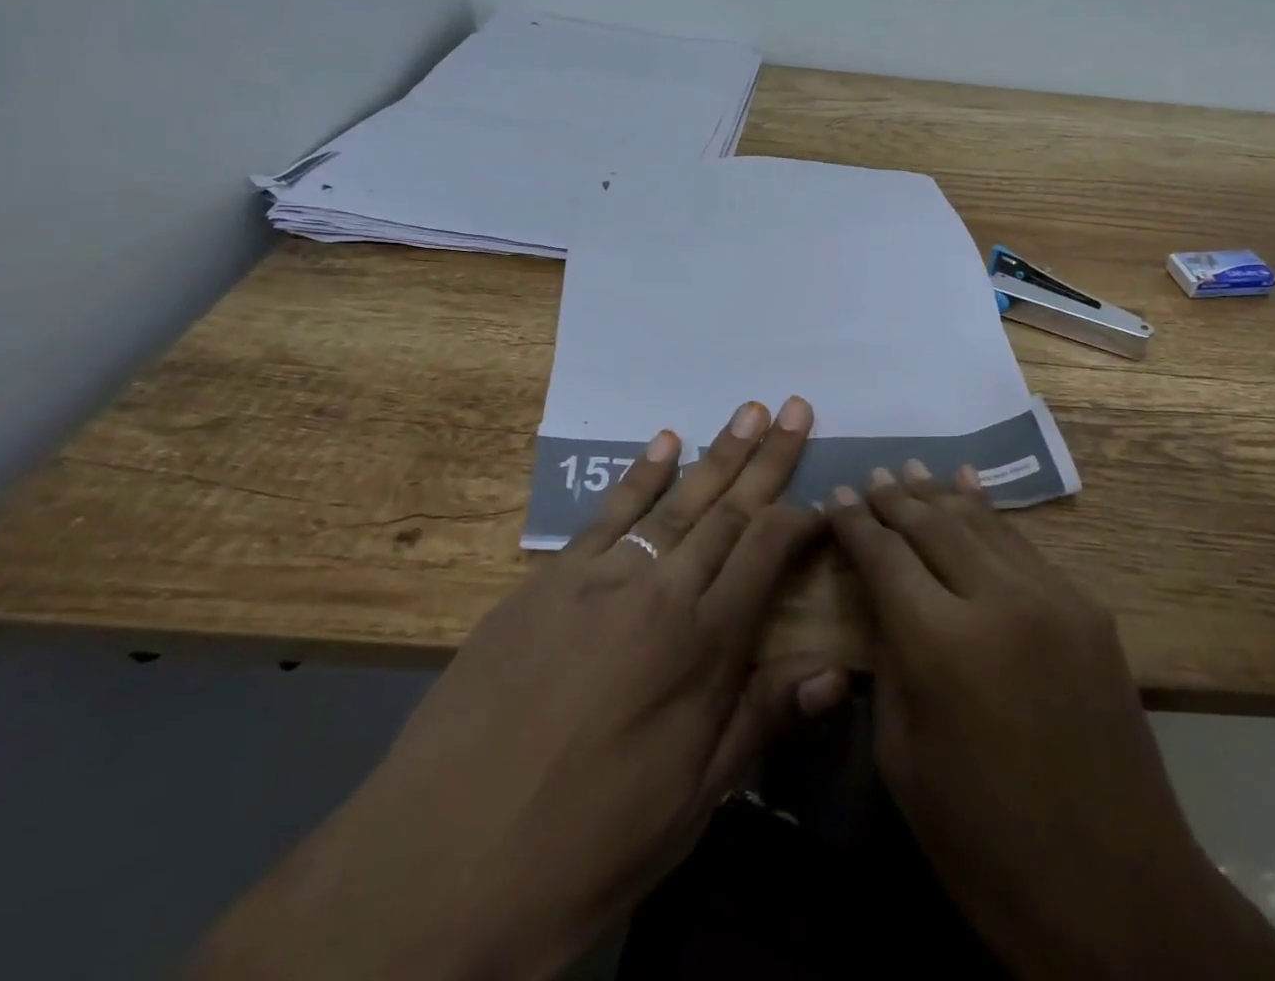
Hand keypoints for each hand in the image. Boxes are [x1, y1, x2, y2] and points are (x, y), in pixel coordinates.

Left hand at [186, 396, 846, 980]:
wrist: (439, 868)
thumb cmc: (588, 843)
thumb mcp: (693, 800)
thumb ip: (763, 720)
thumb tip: (835, 671)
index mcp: (703, 644)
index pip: (768, 551)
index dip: (803, 519)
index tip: (827, 499)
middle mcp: (660, 591)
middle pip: (729, 509)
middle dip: (770, 457)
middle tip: (796, 407)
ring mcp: (600, 578)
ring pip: (676, 500)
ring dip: (718, 452)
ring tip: (751, 411)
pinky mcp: (547, 581)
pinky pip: (607, 514)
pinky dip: (640, 474)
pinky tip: (665, 441)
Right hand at [828, 463, 1274, 980]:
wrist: (1117, 892)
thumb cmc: (984, 843)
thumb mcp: (903, 757)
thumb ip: (888, 659)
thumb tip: (880, 597)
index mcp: (941, 644)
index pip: (885, 555)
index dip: (855, 523)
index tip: (834, 496)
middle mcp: (998, 600)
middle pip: (933, 524)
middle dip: (895, 498)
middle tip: (869, 477)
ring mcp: (1053, 598)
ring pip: (982, 523)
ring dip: (940, 495)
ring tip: (910, 470)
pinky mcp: (1088, 609)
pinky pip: (1024, 546)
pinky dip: (989, 515)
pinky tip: (970, 489)